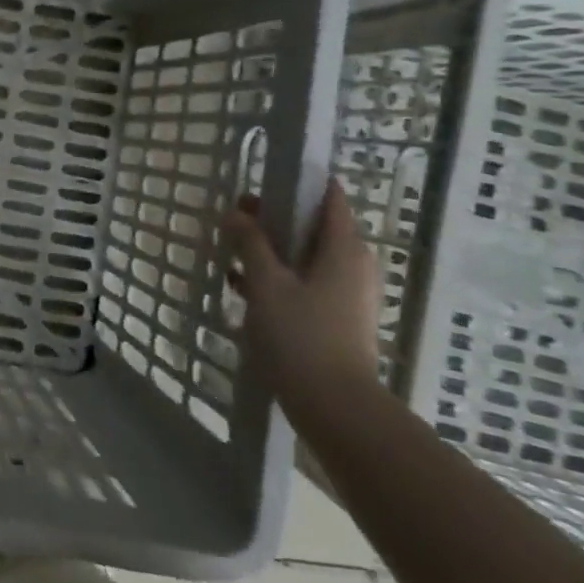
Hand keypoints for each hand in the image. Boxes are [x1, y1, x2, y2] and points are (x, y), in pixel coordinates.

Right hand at [223, 181, 381, 414]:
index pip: (330, 198)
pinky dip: (277, 277)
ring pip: (305, 257)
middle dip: (275, 218)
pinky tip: (241, 286)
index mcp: (343, 249)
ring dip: (271, 249)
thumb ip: (250, 243)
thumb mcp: (267, 283)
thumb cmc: (302, 335)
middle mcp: (352, 266)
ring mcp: (346, 295)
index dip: (300, 182)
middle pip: (314, 227)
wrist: (335, 406)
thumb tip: (235, 213)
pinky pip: (304, 283)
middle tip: (235, 214)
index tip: (266, 175)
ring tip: (231, 249)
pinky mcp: (336, 319)